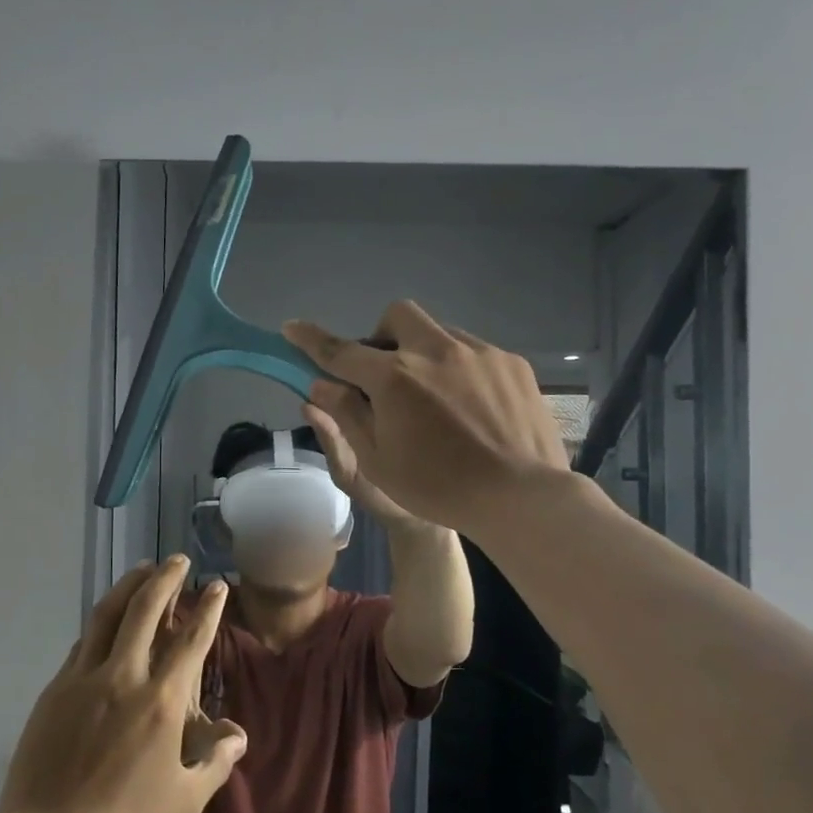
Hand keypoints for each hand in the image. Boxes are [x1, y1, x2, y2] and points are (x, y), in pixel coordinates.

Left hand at [0, 556, 247, 812]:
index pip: (191, 640)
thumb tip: (238, 734)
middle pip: (145, 609)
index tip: (216, 586)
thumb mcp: (186, 800)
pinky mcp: (56, 688)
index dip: (208, 608)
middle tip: (177, 560)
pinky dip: (101, 623)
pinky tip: (108, 621)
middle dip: (165, 578)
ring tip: (142, 569)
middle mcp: (124, 676)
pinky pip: (83, 643)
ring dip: (129, 586)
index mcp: (161, 701)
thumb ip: (216, 761)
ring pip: (107, 615)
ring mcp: (84, 678)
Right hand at [283, 301, 569, 534]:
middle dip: (381, 335)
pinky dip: (459, 369)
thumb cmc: (437, 488)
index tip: (292, 328)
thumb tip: (320, 384)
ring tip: (434, 397)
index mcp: (394, 378)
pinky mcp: (511, 363)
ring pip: (438, 332)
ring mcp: (478, 352)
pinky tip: (471, 408)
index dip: (311, 339)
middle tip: (385, 375)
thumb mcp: (377, 461)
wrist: (520, 496)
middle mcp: (435, 351)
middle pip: (396, 316)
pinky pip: (473, 352)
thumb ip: (346, 415)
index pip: (340, 350)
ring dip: (422, 353)